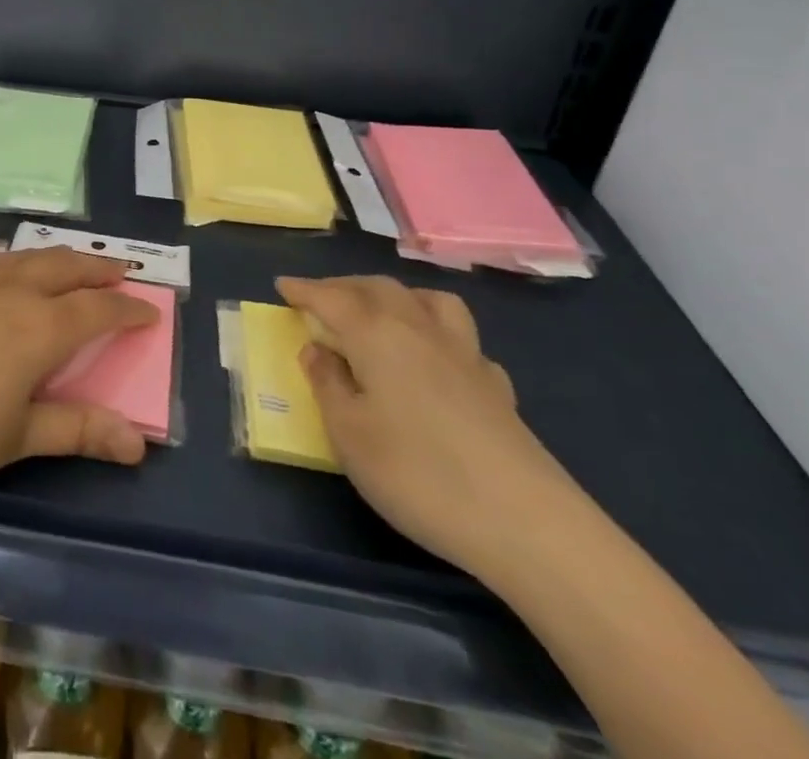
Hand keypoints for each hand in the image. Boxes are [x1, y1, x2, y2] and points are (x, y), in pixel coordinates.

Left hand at [0, 230, 158, 496]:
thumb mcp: (16, 438)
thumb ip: (77, 430)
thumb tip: (139, 442)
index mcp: (39, 328)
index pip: (97, 312)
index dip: (127, 311)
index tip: (150, 311)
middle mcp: (8, 292)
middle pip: (64, 270)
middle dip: (97, 270)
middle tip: (120, 271)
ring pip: (19, 257)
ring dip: (50, 257)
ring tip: (67, 260)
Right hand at [276, 274, 580, 582]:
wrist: (526, 524)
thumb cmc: (417, 473)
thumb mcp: (348, 434)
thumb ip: (328, 384)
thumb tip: (317, 349)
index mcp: (377, 334)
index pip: (332, 298)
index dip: (304, 289)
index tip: (282, 285)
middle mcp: (420, 329)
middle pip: (378, 289)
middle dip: (345, 287)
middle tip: (321, 299)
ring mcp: (465, 355)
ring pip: (429, 300)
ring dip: (398, 295)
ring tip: (383, 311)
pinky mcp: (497, 387)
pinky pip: (463, 341)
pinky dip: (440, 336)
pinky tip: (438, 361)